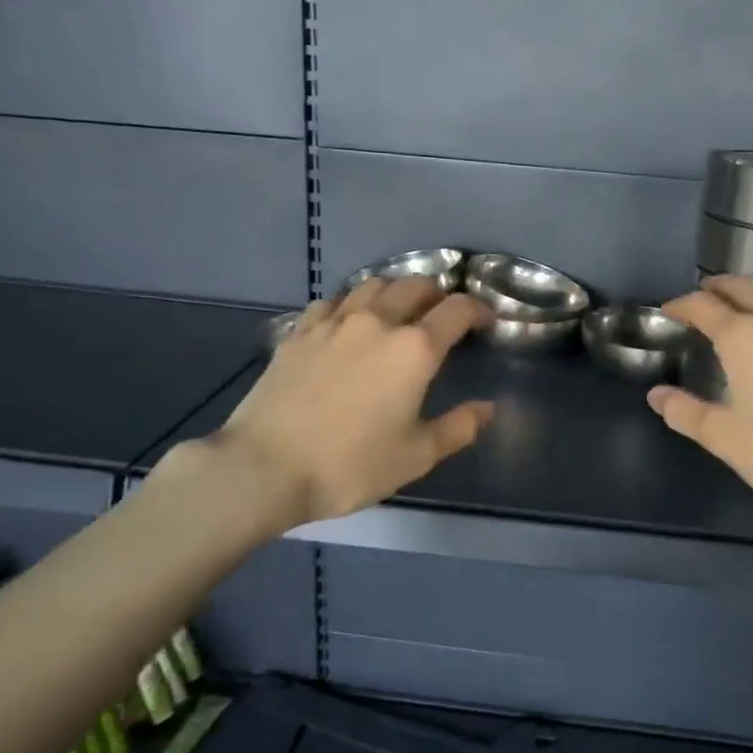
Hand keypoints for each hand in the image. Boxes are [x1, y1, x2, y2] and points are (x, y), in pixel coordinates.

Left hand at [178, 277, 494, 528]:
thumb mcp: (416, 456)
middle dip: (437, 293)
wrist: (264, 468)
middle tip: (443, 312)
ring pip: (373, 284)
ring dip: (395, 290)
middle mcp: (377, 322)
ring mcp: (333, 322)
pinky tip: (349, 321)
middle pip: (415, 285)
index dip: (478, 309)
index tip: (486, 319)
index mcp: (414, 349)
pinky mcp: (299, 332)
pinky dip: (352, 303)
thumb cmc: (350, 465)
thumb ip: (458, 427)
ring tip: (399, 309)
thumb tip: (487, 408)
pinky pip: (333, 302)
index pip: (457, 310)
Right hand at [647, 276, 752, 529]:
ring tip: (736, 317)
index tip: (668, 311)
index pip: (704, 306)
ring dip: (750, 300)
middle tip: (700, 298)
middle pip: (744, 288)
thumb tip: (656, 394)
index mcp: (746, 337)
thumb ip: (685, 412)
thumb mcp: (724, 438)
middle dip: (718, 288)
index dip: (681, 305)